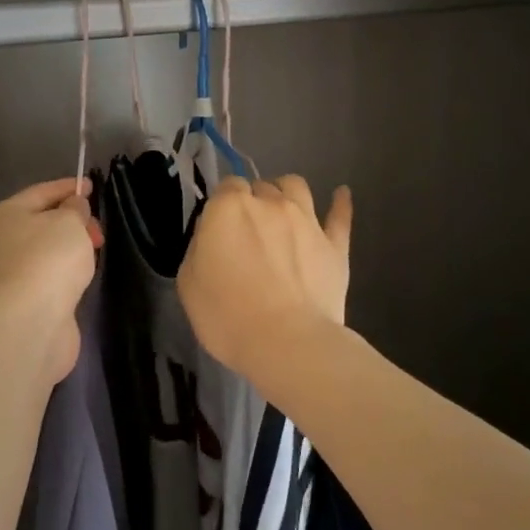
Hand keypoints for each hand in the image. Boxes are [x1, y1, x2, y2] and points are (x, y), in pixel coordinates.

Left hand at [0, 177, 102, 384]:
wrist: (28, 323)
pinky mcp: (21, 301)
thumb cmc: (48, 260)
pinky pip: (47, 276)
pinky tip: (79, 277)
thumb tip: (73, 207)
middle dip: (73, 221)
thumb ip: (75, 209)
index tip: (92, 186)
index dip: (68, 187)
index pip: (41, 192)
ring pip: (45, 251)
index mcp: (4, 215)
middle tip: (98, 231)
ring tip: (93, 253)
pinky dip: (64, 273)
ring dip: (69, 249)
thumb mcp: (69, 222)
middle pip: (42, 222)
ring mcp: (8, 274)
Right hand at [178, 175, 351, 381]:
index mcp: (229, 208)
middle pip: (260, 187)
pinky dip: (340, 202)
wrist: (286, 343)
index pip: (226, 187)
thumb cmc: (227, 316)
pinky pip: (340, 215)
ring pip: (296, 186)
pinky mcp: (335, 244)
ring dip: (286, 192)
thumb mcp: (188, 283)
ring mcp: (307, 220)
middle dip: (253, 201)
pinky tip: (341, 194)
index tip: (220, 228)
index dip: (222, 205)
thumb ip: (200, 247)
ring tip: (282, 210)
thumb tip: (214, 235)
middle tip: (248, 232)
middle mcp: (270, 203)